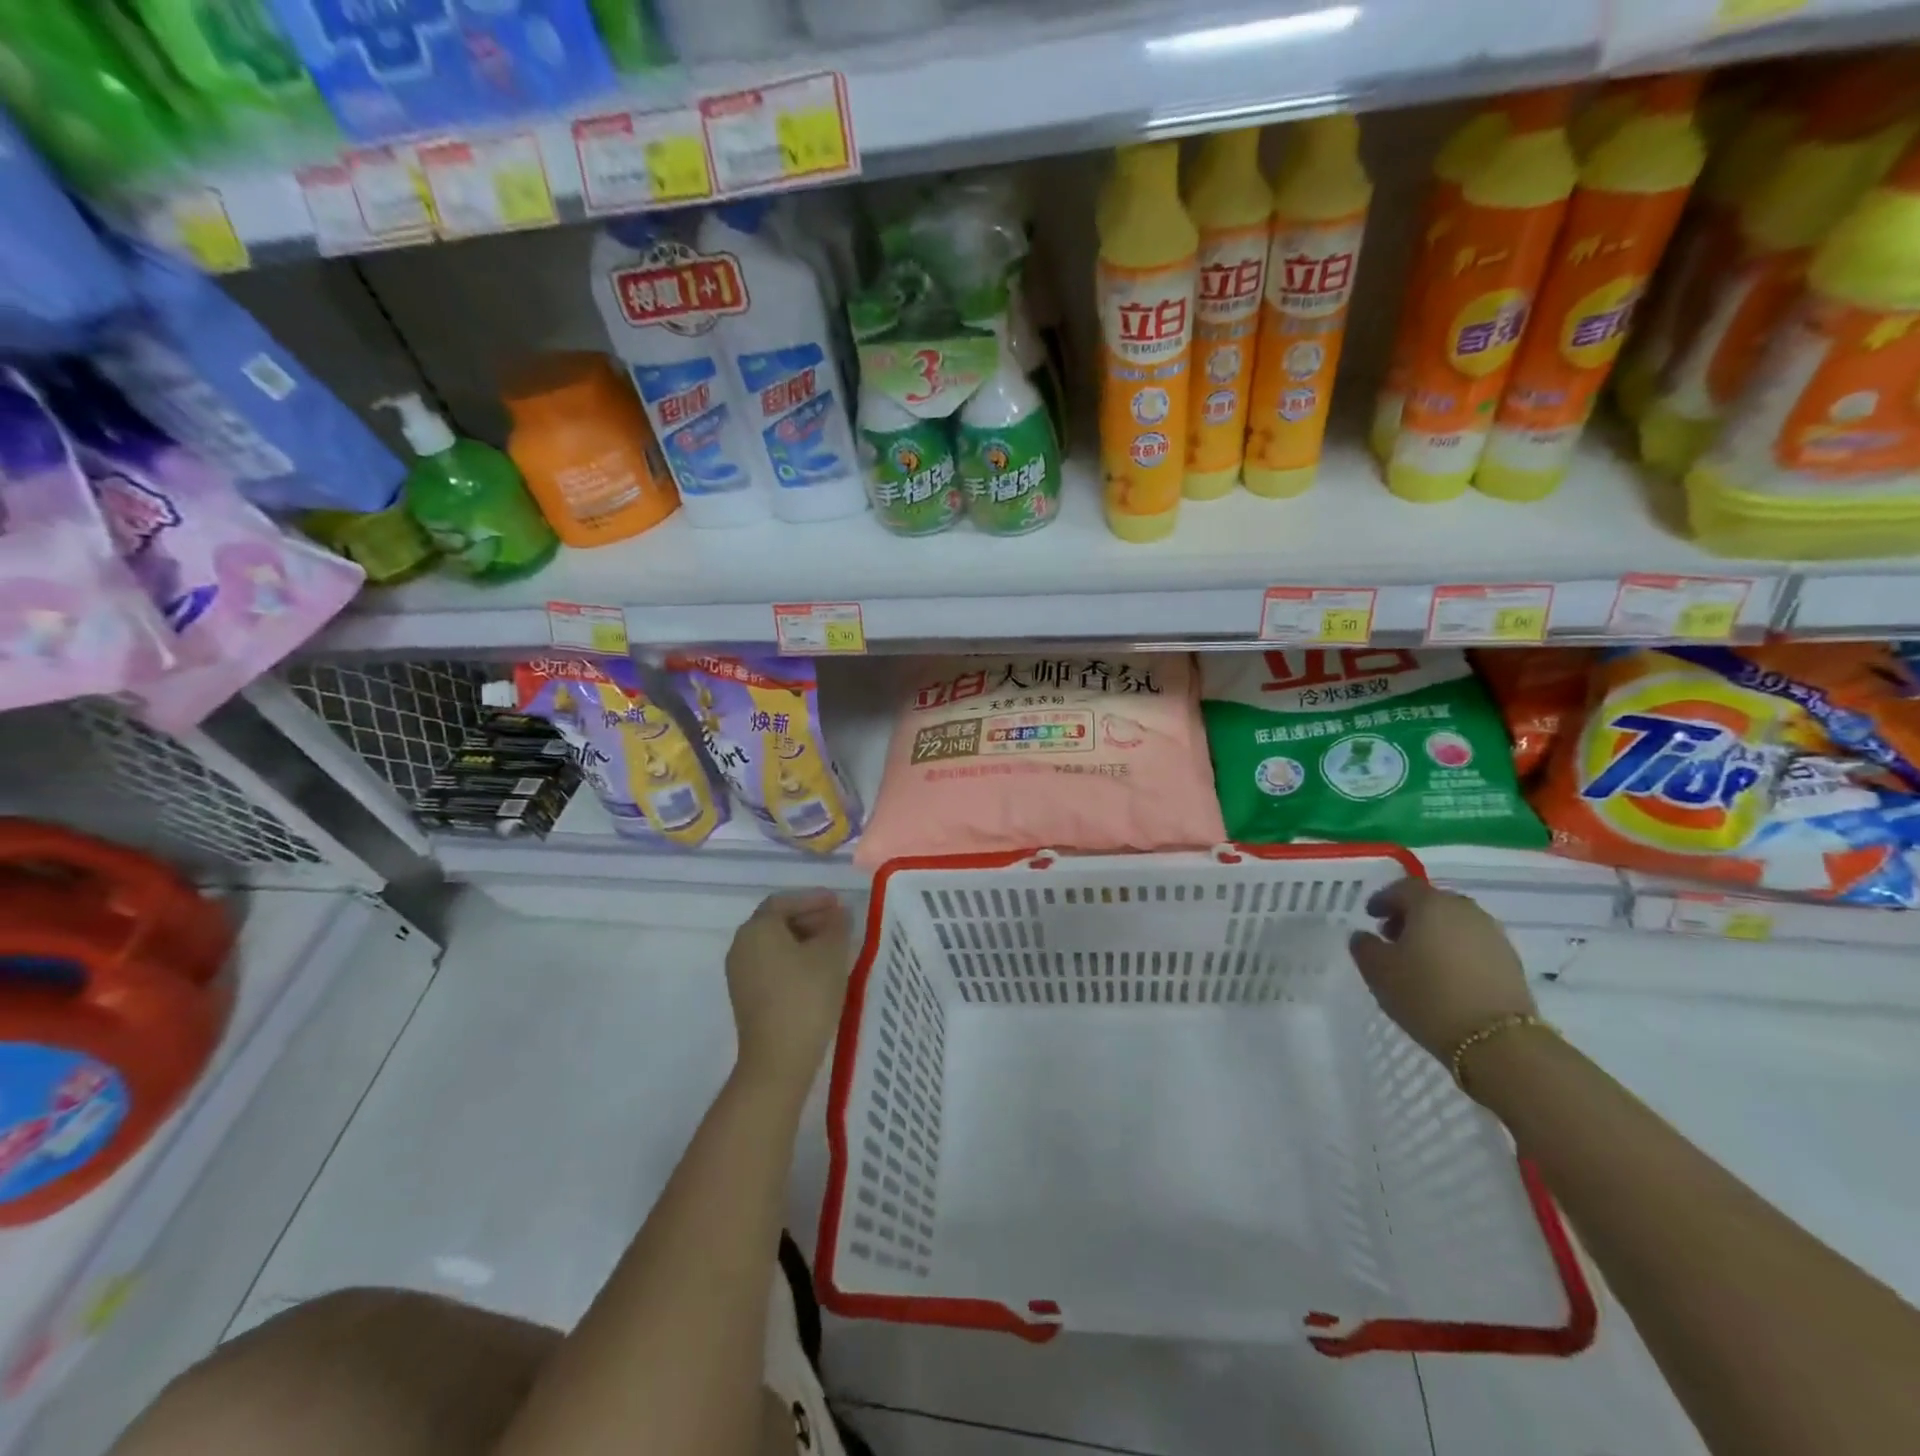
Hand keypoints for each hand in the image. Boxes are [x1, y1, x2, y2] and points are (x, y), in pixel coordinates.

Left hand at [726, 890, 852, 1096]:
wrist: (778, 1059)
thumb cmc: (806, 996)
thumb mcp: (831, 954)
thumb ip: (837, 926)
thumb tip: (838, 913)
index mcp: (757, 928)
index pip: (785, 901)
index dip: (813, 899)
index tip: (839, 904)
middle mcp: (741, 946)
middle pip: (777, 921)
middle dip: (810, 918)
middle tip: (840, 924)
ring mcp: (740, 974)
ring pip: (774, 944)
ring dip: (803, 940)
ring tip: (834, 948)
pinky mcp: (746, 997)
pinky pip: (771, 965)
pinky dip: (793, 959)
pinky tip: (818, 971)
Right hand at [1348, 877, 1535, 1062]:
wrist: (1497, 1041)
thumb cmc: (1426, 995)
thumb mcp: (1378, 971)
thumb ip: (1364, 946)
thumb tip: (1364, 936)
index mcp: (1431, 904)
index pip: (1402, 888)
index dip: (1383, 899)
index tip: (1370, 915)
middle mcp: (1465, 910)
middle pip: (1432, 903)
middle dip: (1409, 915)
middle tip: (1392, 937)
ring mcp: (1493, 935)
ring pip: (1455, 924)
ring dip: (1434, 934)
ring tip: (1419, 960)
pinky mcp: (1511, 962)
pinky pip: (1473, 945)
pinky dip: (1456, 951)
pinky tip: (1445, 975)